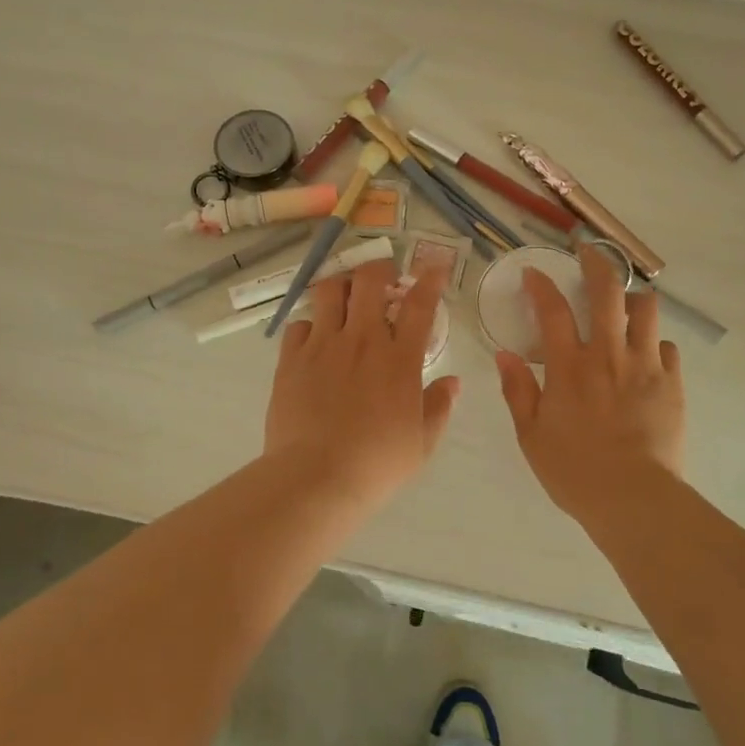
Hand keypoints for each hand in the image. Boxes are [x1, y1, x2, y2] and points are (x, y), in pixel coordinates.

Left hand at [264, 258, 460, 512]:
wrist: (316, 477)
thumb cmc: (377, 464)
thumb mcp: (421, 443)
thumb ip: (439, 407)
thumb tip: (452, 382)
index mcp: (399, 359)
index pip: (419, 305)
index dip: (430, 280)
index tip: (434, 268)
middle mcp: (362, 340)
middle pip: (370, 281)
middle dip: (380, 269)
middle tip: (384, 278)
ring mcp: (323, 345)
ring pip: (329, 290)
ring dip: (342, 286)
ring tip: (345, 296)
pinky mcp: (292, 359)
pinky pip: (299, 324)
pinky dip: (310, 324)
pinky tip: (314, 337)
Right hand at [495, 245, 684, 520]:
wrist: (634, 499)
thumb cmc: (574, 470)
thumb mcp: (531, 435)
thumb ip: (518, 390)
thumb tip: (504, 354)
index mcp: (569, 367)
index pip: (552, 310)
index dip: (540, 285)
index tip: (533, 272)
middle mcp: (608, 355)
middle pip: (606, 292)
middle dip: (595, 264)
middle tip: (587, 254)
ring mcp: (645, 366)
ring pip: (646, 310)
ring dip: (632, 299)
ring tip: (624, 305)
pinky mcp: (672, 383)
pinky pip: (667, 347)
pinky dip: (654, 344)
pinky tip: (646, 356)